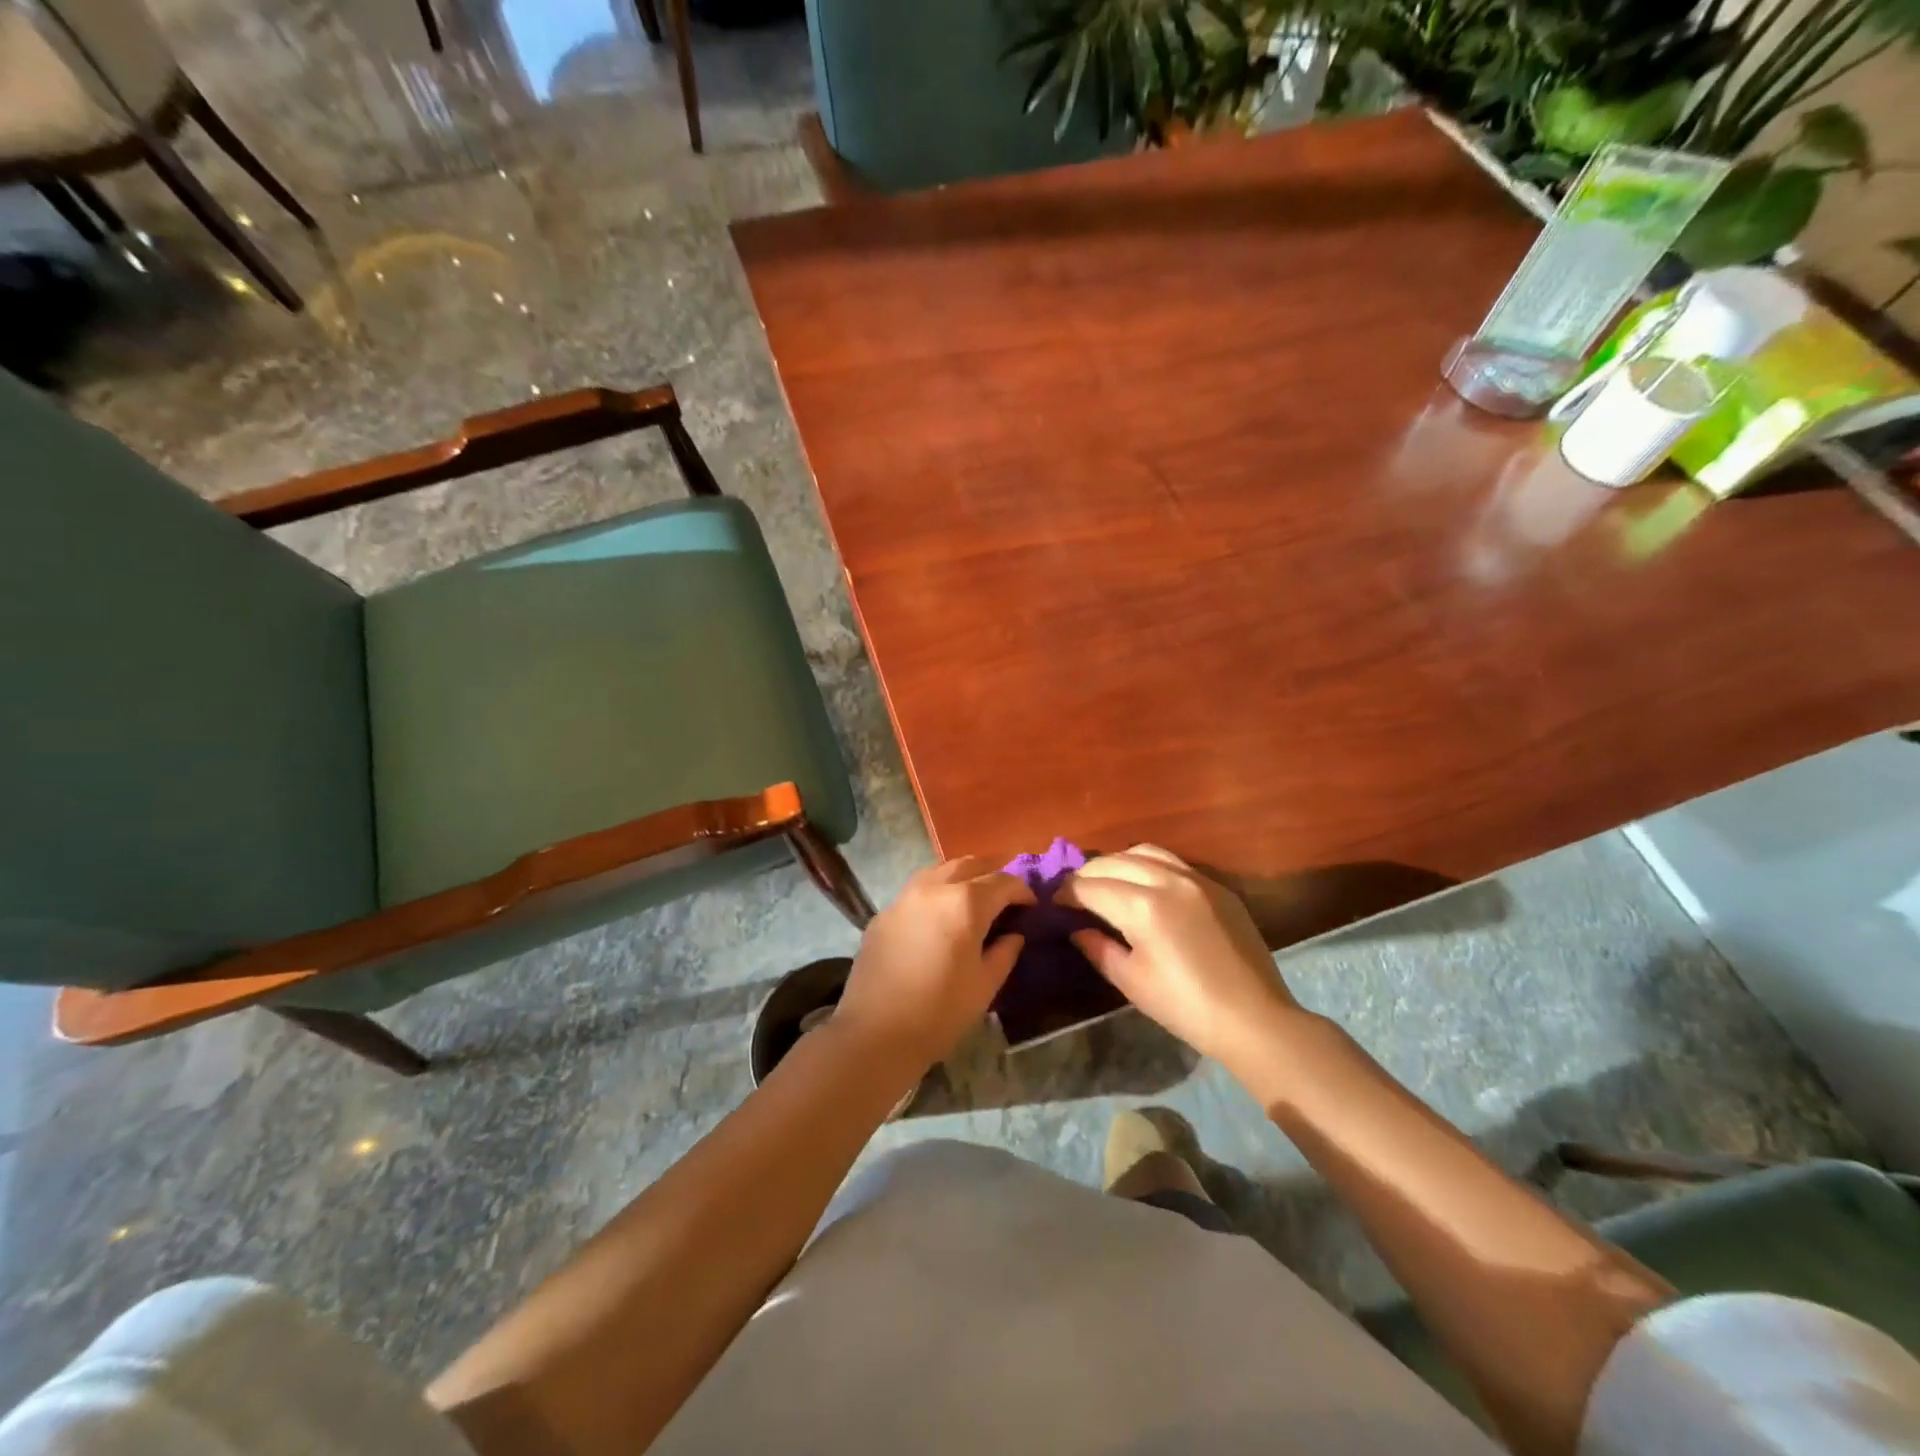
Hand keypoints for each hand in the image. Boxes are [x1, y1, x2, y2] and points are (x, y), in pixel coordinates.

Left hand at [833, 857, 1033, 1070]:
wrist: (875, 1033)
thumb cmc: (940, 1012)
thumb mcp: (985, 985)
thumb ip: (1005, 952)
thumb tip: (1014, 935)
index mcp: (965, 903)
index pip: (1003, 882)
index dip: (1023, 891)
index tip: (1031, 907)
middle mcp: (934, 888)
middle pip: (970, 865)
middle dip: (992, 875)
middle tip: (1004, 898)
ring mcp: (904, 897)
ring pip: (939, 871)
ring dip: (961, 878)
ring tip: (972, 902)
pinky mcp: (883, 913)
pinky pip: (916, 891)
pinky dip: (935, 895)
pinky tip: (938, 919)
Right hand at [1058, 845, 1304, 1074]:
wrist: (1254, 1018)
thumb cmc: (1186, 1007)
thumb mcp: (1132, 982)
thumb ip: (1098, 948)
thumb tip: (1077, 928)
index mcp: (1142, 906)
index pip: (1090, 887)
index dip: (1066, 893)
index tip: (1054, 903)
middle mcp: (1167, 880)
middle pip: (1113, 861)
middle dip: (1086, 874)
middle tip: (1073, 893)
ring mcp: (1196, 878)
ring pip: (1144, 851)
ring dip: (1117, 862)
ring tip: (1106, 882)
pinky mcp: (1217, 886)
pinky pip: (1173, 862)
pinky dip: (1148, 865)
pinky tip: (1143, 885)